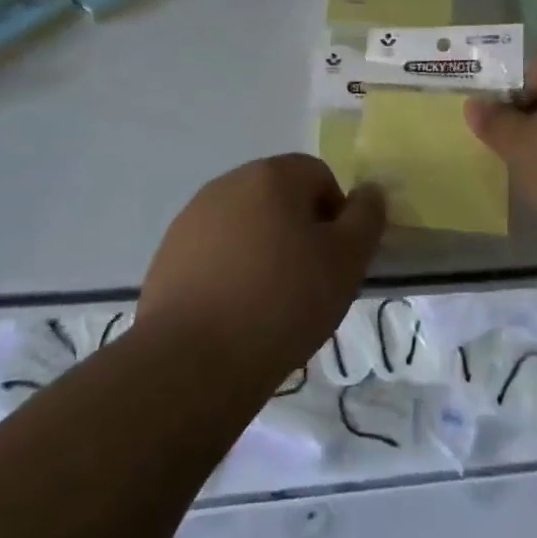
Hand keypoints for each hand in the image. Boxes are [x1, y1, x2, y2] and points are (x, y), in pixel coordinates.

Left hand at [136, 154, 384, 393]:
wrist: (192, 363)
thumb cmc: (282, 302)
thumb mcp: (346, 261)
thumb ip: (366, 218)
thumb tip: (369, 191)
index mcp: (272, 175)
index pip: (319, 176)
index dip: (335, 216)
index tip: (334, 261)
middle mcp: (228, 183)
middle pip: (279, 197)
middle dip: (298, 231)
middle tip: (307, 283)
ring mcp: (192, 218)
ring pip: (245, 225)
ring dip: (263, 250)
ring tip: (268, 303)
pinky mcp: (167, 255)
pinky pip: (214, 252)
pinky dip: (229, 272)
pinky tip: (233, 313)